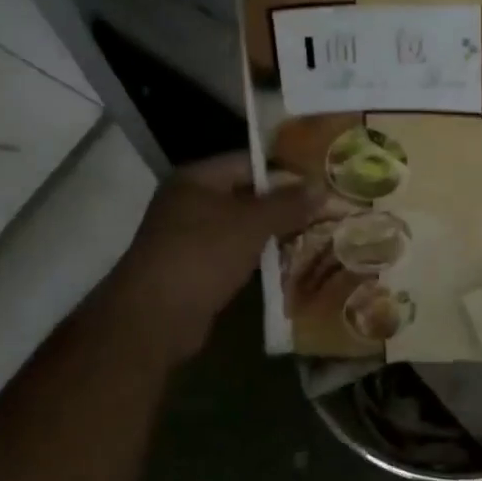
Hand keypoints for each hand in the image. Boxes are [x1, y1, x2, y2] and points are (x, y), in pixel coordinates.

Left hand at [100, 153, 316, 360]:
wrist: (154, 318)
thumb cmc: (201, 256)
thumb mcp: (250, 224)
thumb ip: (286, 204)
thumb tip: (321, 187)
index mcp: (196, 179)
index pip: (249, 162)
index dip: (286, 170)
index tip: (322, 179)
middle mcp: (190, 202)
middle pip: (246, 195)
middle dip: (284, 204)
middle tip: (327, 208)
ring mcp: (190, 237)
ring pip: (242, 228)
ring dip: (274, 233)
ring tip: (317, 234)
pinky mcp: (196, 270)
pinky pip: (235, 254)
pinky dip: (259, 257)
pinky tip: (290, 263)